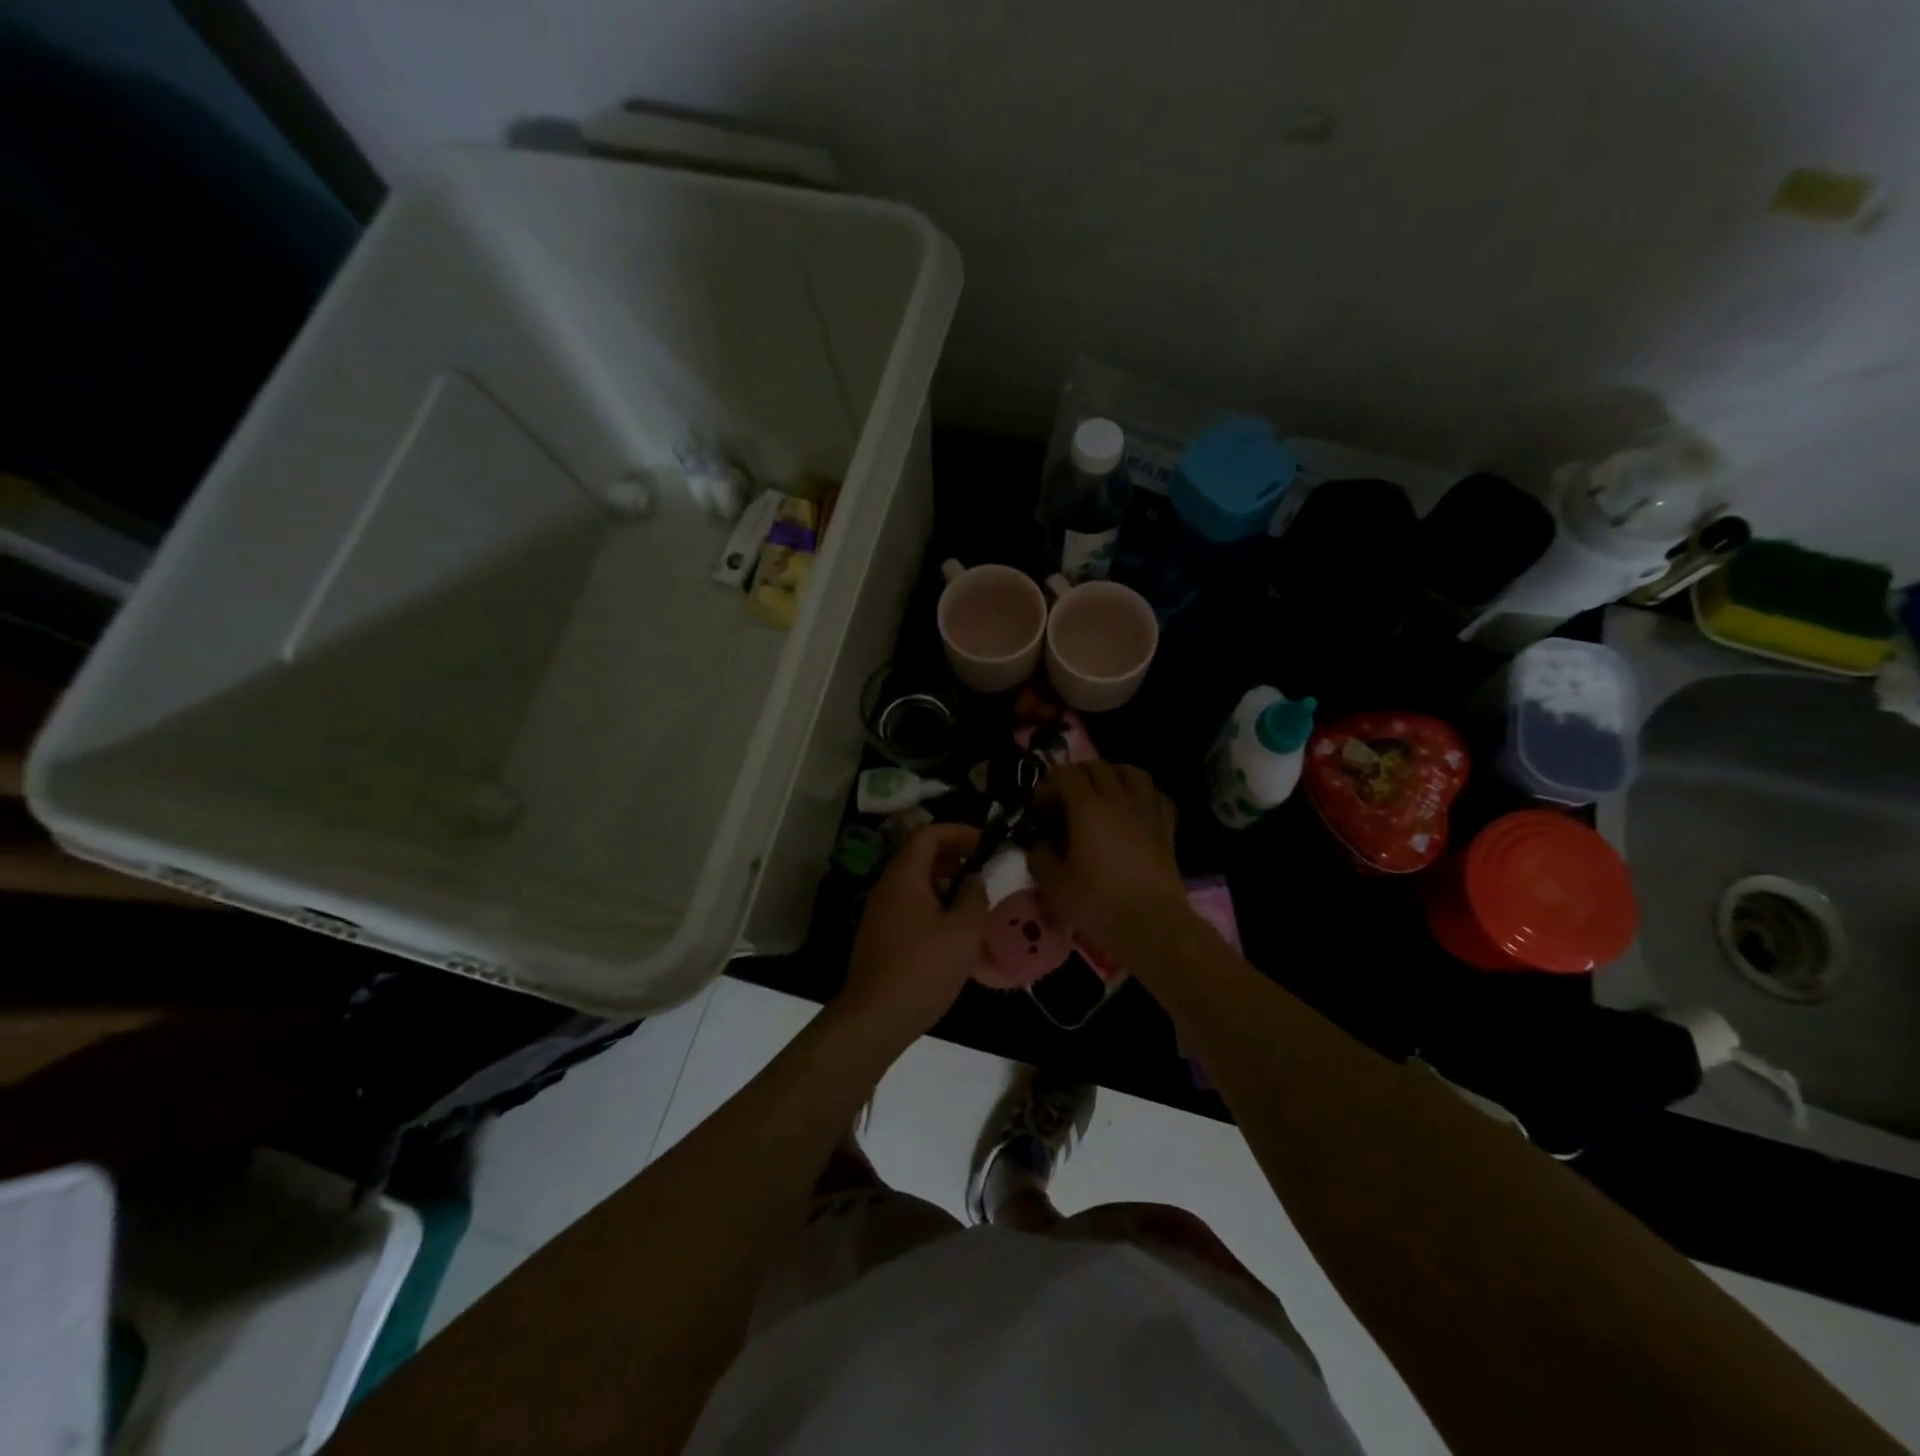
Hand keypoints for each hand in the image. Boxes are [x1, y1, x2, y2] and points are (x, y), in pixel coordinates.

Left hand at [837, 823, 988, 1044]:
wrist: (875, 1018)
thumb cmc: (923, 969)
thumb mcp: (963, 931)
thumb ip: (974, 896)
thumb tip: (974, 878)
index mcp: (904, 877)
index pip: (928, 834)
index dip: (958, 831)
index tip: (986, 841)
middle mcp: (887, 887)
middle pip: (919, 856)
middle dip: (953, 855)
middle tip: (984, 867)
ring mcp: (880, 913)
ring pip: (915, 882)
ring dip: (945, 882)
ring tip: (975, 897)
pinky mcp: (881, 936)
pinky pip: (910, 905)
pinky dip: (934, 903)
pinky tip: (955, 928)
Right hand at [1029, 763, 1188, 961]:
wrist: (1152, 926)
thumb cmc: (1098, 904)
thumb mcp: (1053, 886)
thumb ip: (1039, 858)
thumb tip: (1038, 844)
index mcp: (1088, 809)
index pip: (1066, 774)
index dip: (1049, 785)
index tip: (1040, 809)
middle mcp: (1119, 801)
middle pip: (1098, 767)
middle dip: (1076, 775)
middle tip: (1064, 799)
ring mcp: (1147, 812)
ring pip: (1132, 773)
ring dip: (1112, 775)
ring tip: (1101, 793)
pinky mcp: (1166, 829)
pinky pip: (1157, 796)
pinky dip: (1142, 795)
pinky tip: (1134, 809)